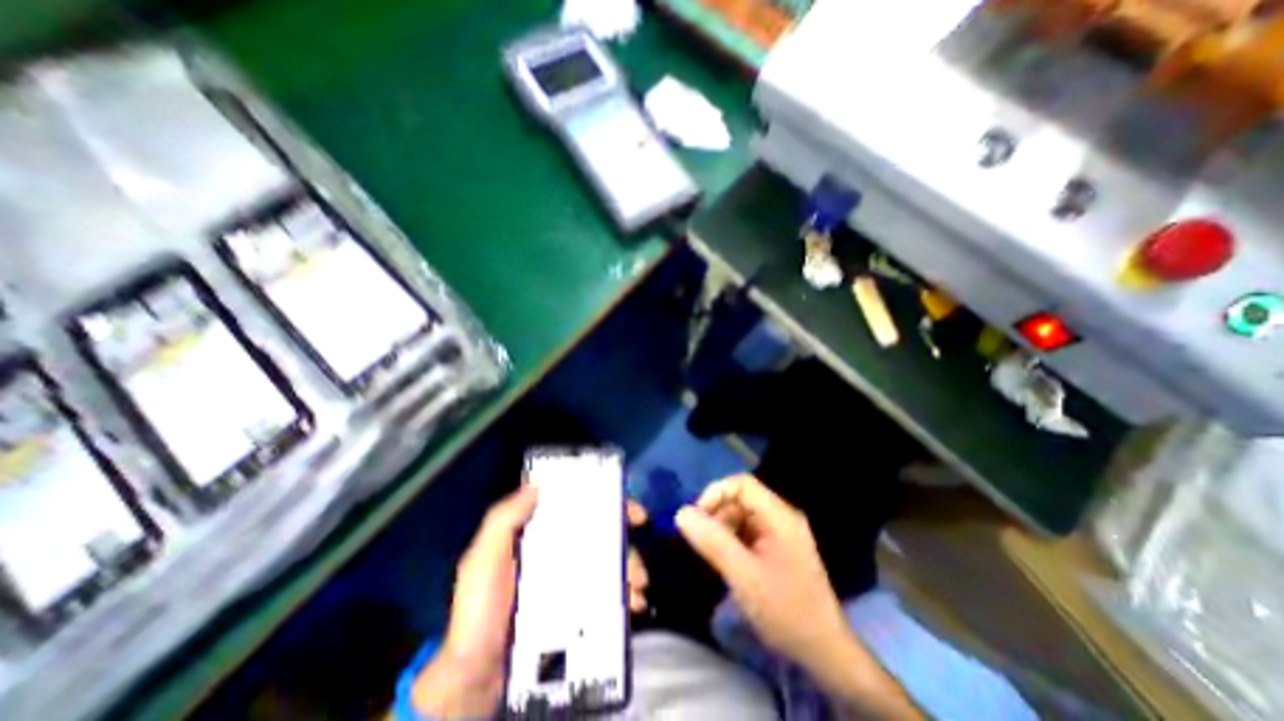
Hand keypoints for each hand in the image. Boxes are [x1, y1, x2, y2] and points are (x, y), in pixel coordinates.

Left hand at [407, 489, 652, 714]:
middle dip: (626, 542)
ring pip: (609, 564)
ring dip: (631, 571)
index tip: (631, 510)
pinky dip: (625, 597)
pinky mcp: (576, 610)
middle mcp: (559, 552)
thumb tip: (537, 484)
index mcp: (540, 534)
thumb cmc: (479, 612)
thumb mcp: (483, 559)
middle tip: (640, 563)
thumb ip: (503, 520)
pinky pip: (606, 596)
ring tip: (639, 590)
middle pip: (601, 535)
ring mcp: (570, 582)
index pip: (577, 508)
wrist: (475, 679)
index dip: (607, 502)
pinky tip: (634, 606)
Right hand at [672, 473, 850, 671]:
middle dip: (717, 515)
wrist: (824, 653)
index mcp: (778, 515)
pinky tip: (725, 563)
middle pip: (740, 499)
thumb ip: (712, 541)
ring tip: (712, 556)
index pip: (742, 484)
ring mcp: (779, 533)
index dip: (716, 493)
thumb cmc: (785, 610)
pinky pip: (747, 533)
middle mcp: (780, 517)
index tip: (697, 518)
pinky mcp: (776, 549)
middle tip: (701, 542)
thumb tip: (681, 513)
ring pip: (741, 516)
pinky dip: (731, 542)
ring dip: (722, 530)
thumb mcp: (743, 575)